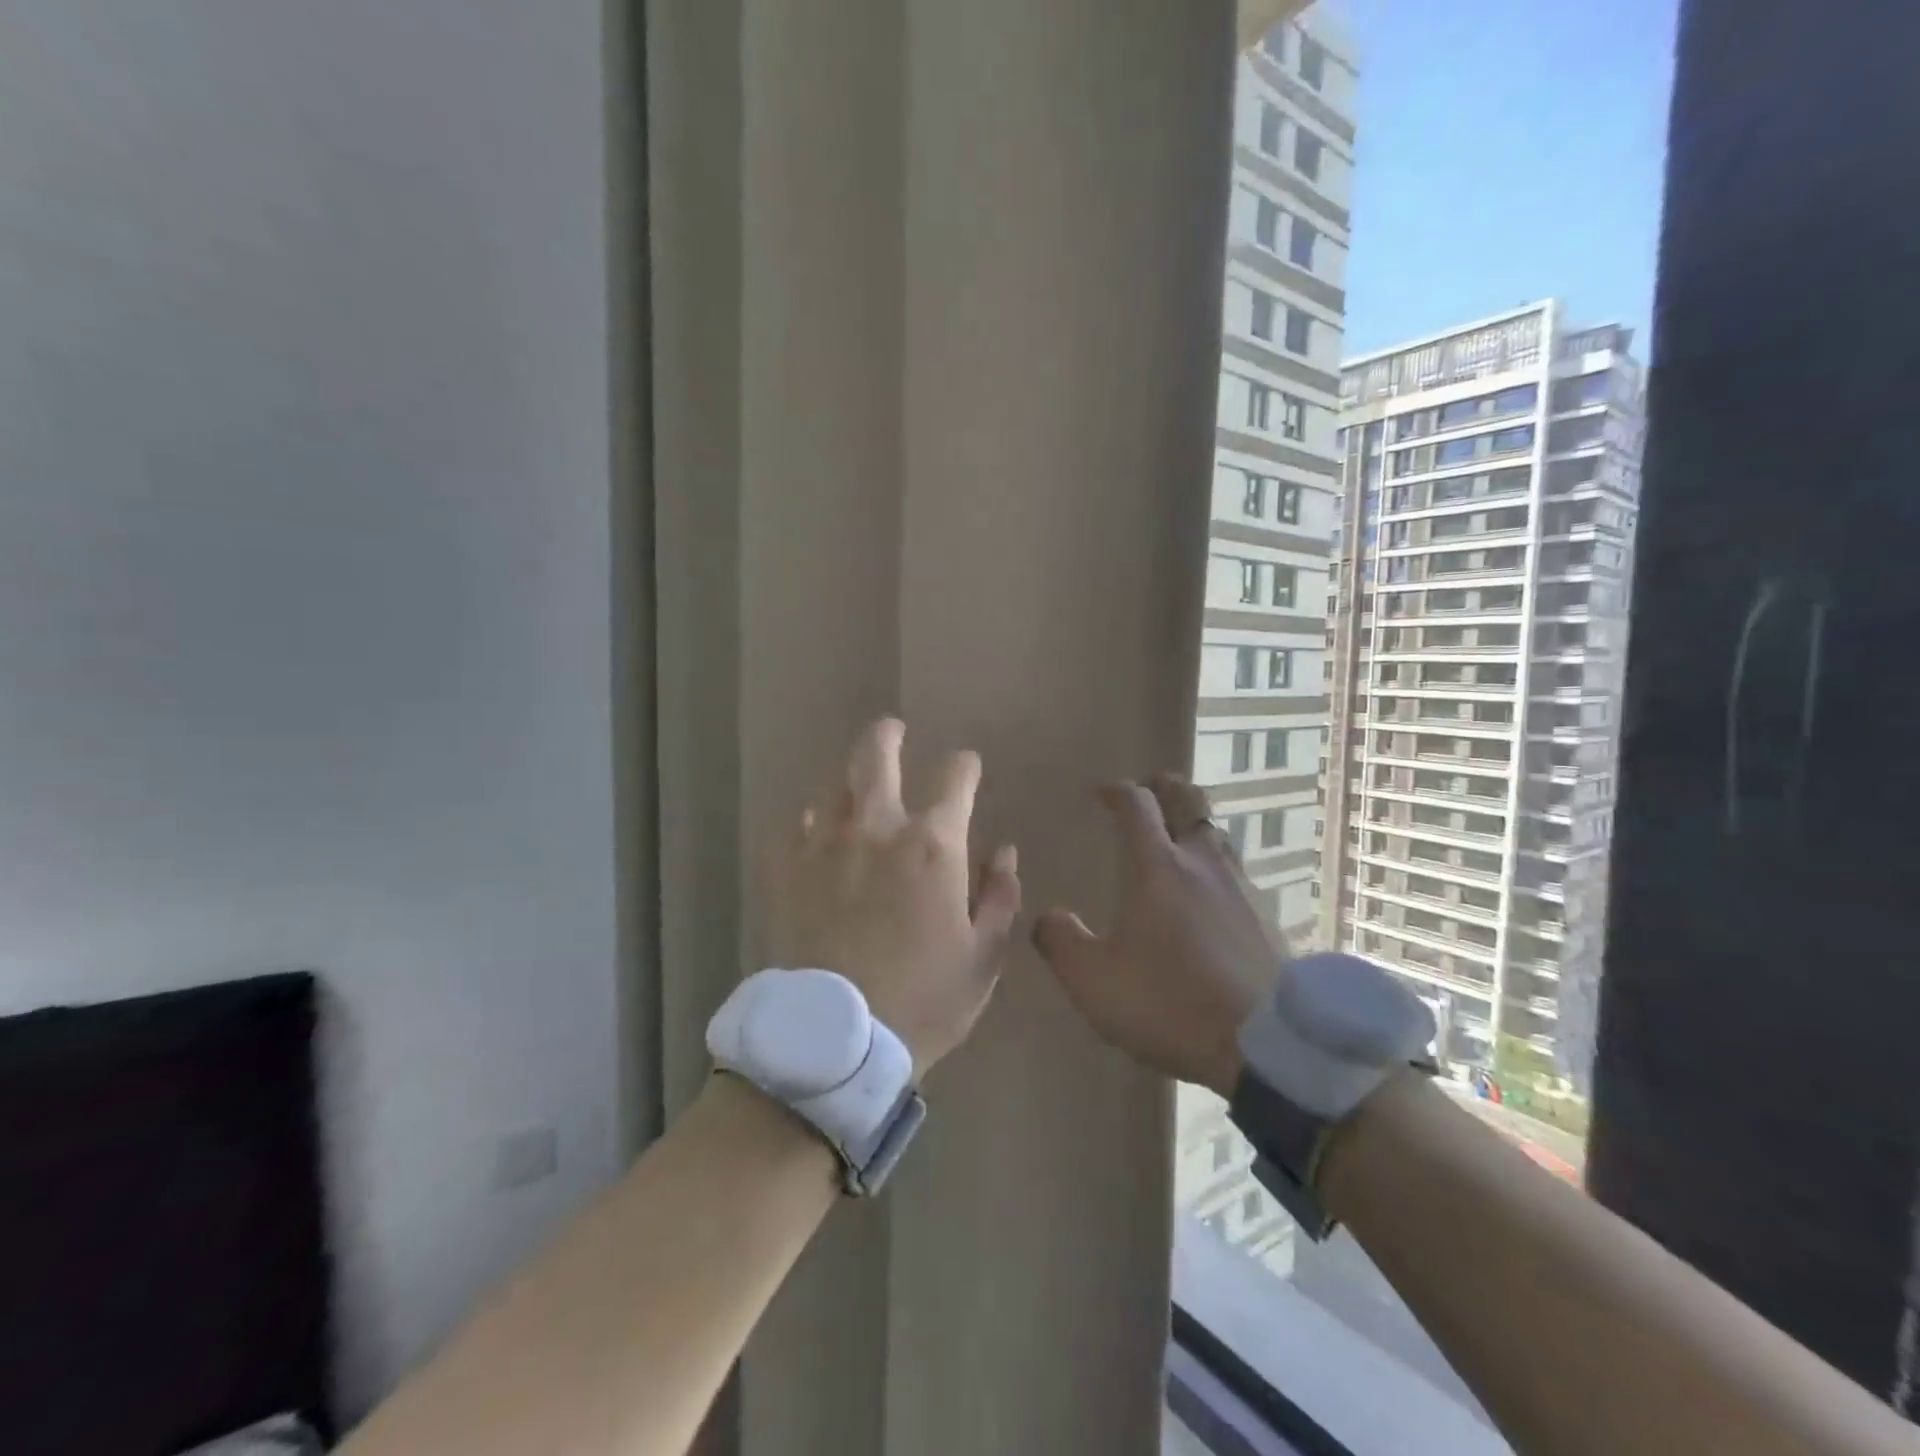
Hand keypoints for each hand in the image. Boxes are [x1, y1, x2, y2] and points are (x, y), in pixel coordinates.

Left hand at [768, 718, 1021, 1078]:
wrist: (836, 1041)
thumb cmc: (923, 1001)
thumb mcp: (983, 957)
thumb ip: (999, 897)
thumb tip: (1004, 851)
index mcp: (933, 846)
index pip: (955, 777)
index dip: (964, 766)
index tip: (966, 767)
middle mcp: (877, 829)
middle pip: (876, 757)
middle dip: (887, 736)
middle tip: (892, 730)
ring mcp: (824, 846)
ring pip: (832, 785)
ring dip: (848, 776)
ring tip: (854, 782)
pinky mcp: (784, 871)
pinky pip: (791, 826)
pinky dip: (806, 821)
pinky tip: (812, 829)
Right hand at [1033, 773, 1282, 1096]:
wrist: (1266, 1045)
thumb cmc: (1168, 1001)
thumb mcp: (1093, 980)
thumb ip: (1061, 942)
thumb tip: (1046, 916)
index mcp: (1156, 866)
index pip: (1136, 805)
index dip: (1117, 791)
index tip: (1101, 793)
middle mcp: (1202, 863)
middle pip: (1189, 801)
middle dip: (1166, 787)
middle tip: (1151, 788)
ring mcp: (1241, 887)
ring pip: (1218, 835)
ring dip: (1195, 825)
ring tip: (1180, 838)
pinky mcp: (1267, 918)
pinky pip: (1238, 874)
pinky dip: (1217, 868)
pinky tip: (1213, 896)